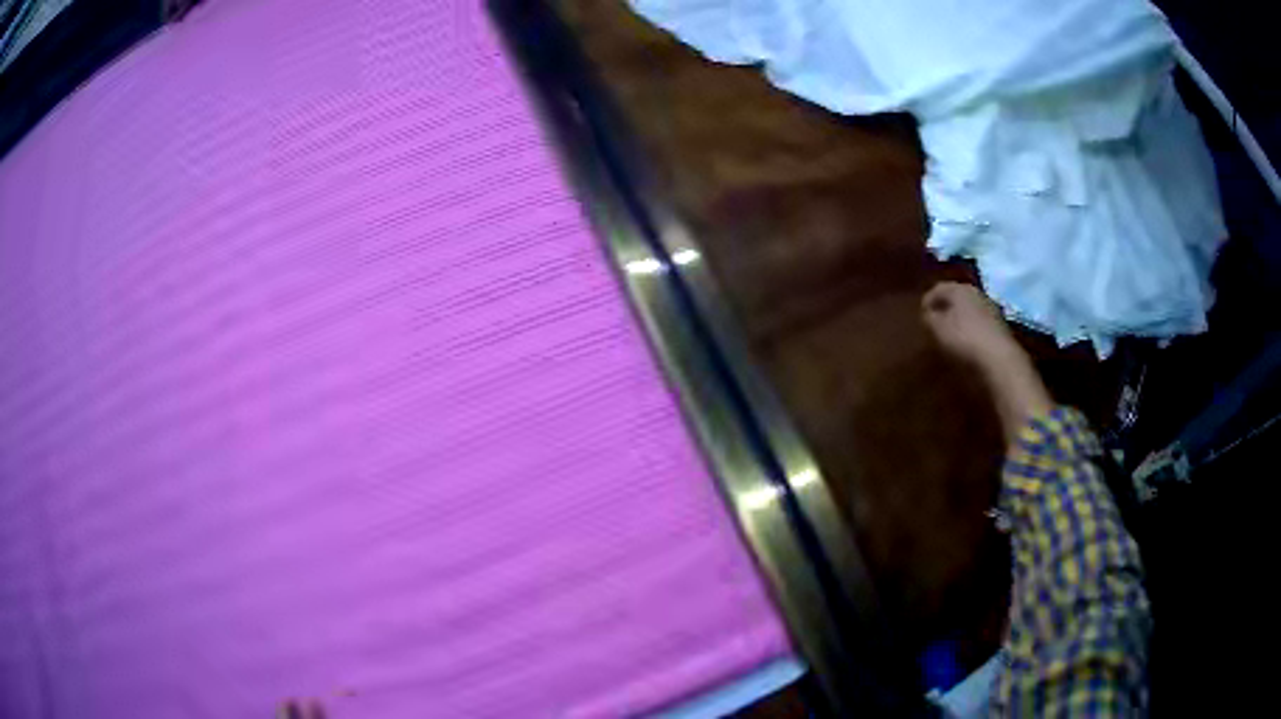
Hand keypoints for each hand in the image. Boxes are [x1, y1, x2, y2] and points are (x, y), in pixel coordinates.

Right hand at [922, 282, 1052, 437]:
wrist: (999, 358)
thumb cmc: (964, 339)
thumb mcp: (938, 329)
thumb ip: (929, 318)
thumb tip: (927, 313)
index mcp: (959, 289)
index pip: (938, 288)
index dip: (927, 301)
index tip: (920, 316)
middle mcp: (976, 292)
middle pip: (955, 296)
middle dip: (944, 308)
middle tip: (934, 322)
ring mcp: (990, 307)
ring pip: (968, 308)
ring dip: (958, 318)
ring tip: (949, 334)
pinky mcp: (999, 324)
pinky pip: (978, 321)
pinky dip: (970, 327)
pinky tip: (966, 341)